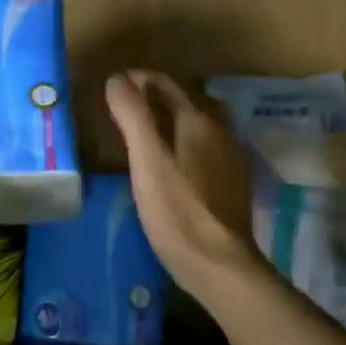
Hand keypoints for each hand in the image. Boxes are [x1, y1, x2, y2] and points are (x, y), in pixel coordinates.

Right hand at [105, 70, 266, 299]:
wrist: (220, 266)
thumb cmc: (177, 211)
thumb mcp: (146, 160)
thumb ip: (132, 115)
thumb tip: (117, 78)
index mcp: (199, 120)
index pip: (165, 83)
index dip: (137, 79)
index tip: (112, 89)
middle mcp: (220, 130)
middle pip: (186, 99)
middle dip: (155, 97)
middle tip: (125, 109)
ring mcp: (231, 157)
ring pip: (198, 123)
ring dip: (172, 119)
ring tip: (144, 133)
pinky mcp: (233, 182)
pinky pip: (206, 147)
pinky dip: (184, 142)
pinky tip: (171, 163)